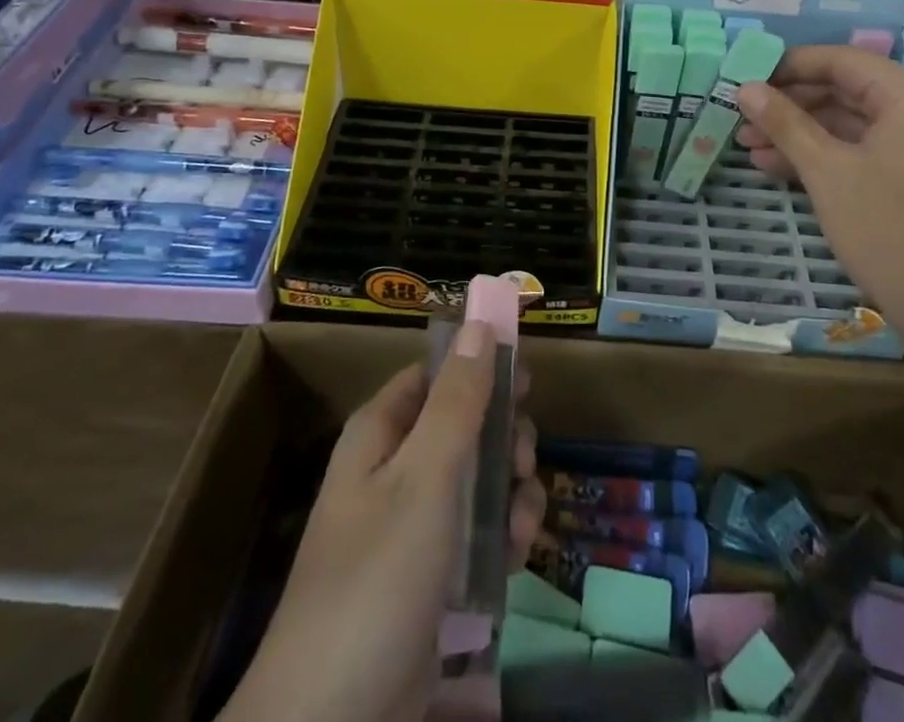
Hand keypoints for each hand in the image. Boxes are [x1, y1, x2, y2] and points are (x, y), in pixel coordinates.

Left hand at [226, 322, 544, 721]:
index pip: (435, 375)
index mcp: (380, 435)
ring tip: (524, 520)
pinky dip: (503, 538)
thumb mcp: (424, 478)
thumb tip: (481, 323)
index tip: (526, 380)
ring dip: (511, 492)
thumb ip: (457, 400)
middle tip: (525, 458)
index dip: (480, 369)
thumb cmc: (377, 579)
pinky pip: (477, 536)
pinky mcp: (431, 581)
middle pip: (464, 426)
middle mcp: (394, 472)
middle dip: (504, 437)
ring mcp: (413, 529)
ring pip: (478, 482)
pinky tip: (519, 555)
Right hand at [735, 45, 903, 328]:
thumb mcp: (826, 170)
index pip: (841, 61)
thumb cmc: (888, 230)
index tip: (745, 76)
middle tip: (740, 116)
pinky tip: (773, 166)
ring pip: (845, 123)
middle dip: (788, 105)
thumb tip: (744, 86)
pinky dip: (819, 156)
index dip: (788, 66)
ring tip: (746, 144)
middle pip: (842, 90)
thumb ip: (785, 122)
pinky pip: (857, 150)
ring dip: (797, 133)